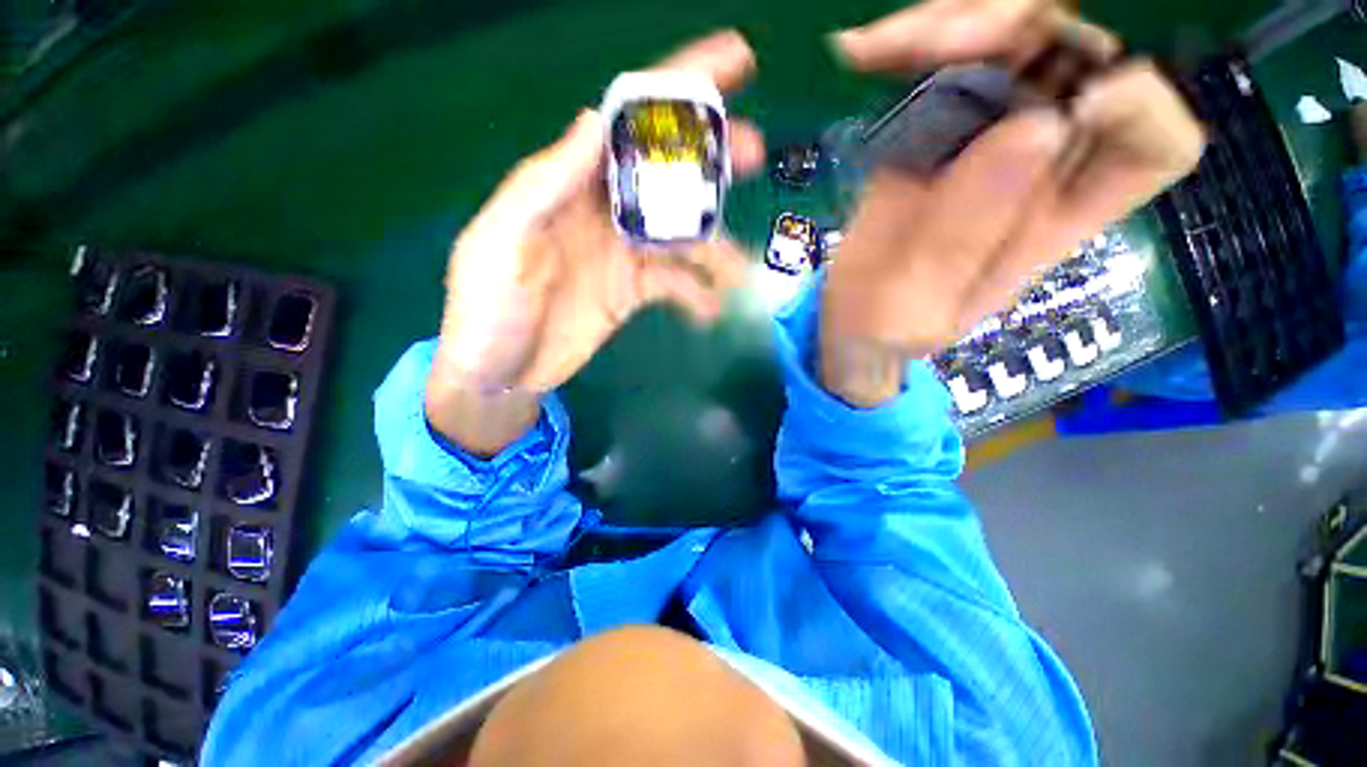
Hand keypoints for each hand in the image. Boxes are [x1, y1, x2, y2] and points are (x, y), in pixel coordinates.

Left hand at [427, 31, 765, 455]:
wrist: (501, 374)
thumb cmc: (488, 310)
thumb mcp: (501, 241)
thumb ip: (544, 184)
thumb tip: (593, 121)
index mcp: (568, 185)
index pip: (624, 123)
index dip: (673, 90)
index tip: (728, 64)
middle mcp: (602, 210)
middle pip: (664, 173)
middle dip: (709, 159)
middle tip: (755, 151)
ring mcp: (622, 254)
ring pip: (679, 236)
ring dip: (714, 248)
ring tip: (740, 268)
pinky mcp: (632, 292)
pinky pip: (674, 285)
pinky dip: (696, 295)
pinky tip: (711, 311)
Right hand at [818, 0, 1205, 407]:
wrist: (849, 319)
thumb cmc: (884, 330)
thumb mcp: (916, 308)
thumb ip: (963, 239)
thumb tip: (1036, 127)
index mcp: (1057, 219)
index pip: (1157, 142)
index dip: (1137, 104)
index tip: (1066, 106)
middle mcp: (1040, 164)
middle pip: (1084, 55)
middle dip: (1021, 28)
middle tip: (935, 47)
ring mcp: (987, 135)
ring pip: (1015, 36)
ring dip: (954, 23)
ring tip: (875, 51)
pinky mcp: (935, 125)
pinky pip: (944, 55)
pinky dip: (909, 40)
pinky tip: (860, 55)